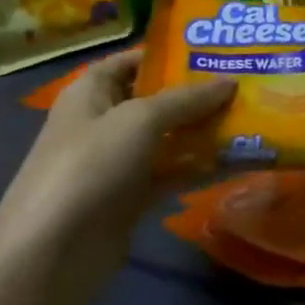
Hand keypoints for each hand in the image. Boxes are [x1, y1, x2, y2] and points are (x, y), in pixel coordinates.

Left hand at [0, 49, 234, 272]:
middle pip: (157, 100)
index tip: (218, 51)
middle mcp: (104, 122)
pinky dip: (199, 168)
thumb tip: (230, 82)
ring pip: (169, 138)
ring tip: (252, 118)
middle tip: (248, 83)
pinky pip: (172, 173)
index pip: (133, 61)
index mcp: (92, 92)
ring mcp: (118, 162)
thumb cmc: (90, 167)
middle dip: (199, 93)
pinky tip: (237, 161)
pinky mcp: (132, 197)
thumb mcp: (140, 120)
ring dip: (205, 131)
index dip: (171, 54)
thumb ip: (187, 99)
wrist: (52, 253)